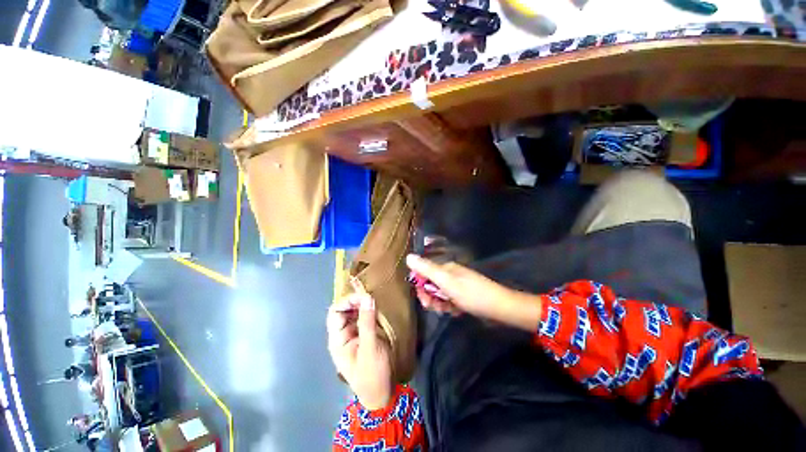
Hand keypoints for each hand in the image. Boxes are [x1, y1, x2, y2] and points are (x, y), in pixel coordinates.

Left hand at [327, 283, 392, 409]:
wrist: (383, 394)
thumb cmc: (373, 375)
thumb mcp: (370, 348)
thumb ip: (367, 321)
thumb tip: (367, 296)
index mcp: (338, 340)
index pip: (336, 313)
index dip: (347, 301)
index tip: (363, 296)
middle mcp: (343, 334)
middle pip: (344, 310)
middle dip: (356, 300)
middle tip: (371, 296)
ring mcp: (355, 334)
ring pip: (354, 312)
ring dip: (363, 304)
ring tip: (374, 298)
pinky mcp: (365, 335)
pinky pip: (364, 317)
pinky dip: (369, 310)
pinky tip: (376, 307)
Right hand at [406, 254, 542, 330]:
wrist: (499, 307)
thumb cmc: (471, 293)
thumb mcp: (446, 281)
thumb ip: (427, 269)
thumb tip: (408, 256)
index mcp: (446, 268)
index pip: (424, 273)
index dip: (421, 287)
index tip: (424, 301)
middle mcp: (450, 274)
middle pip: (431, 285)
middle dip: (431, 297)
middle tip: (436, 308)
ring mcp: (458, 284)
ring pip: (440, 294)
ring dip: (440, 304)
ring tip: (448, 311)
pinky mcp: (464, 294)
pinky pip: (450, 300)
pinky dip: (450, 306)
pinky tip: (456, 311)